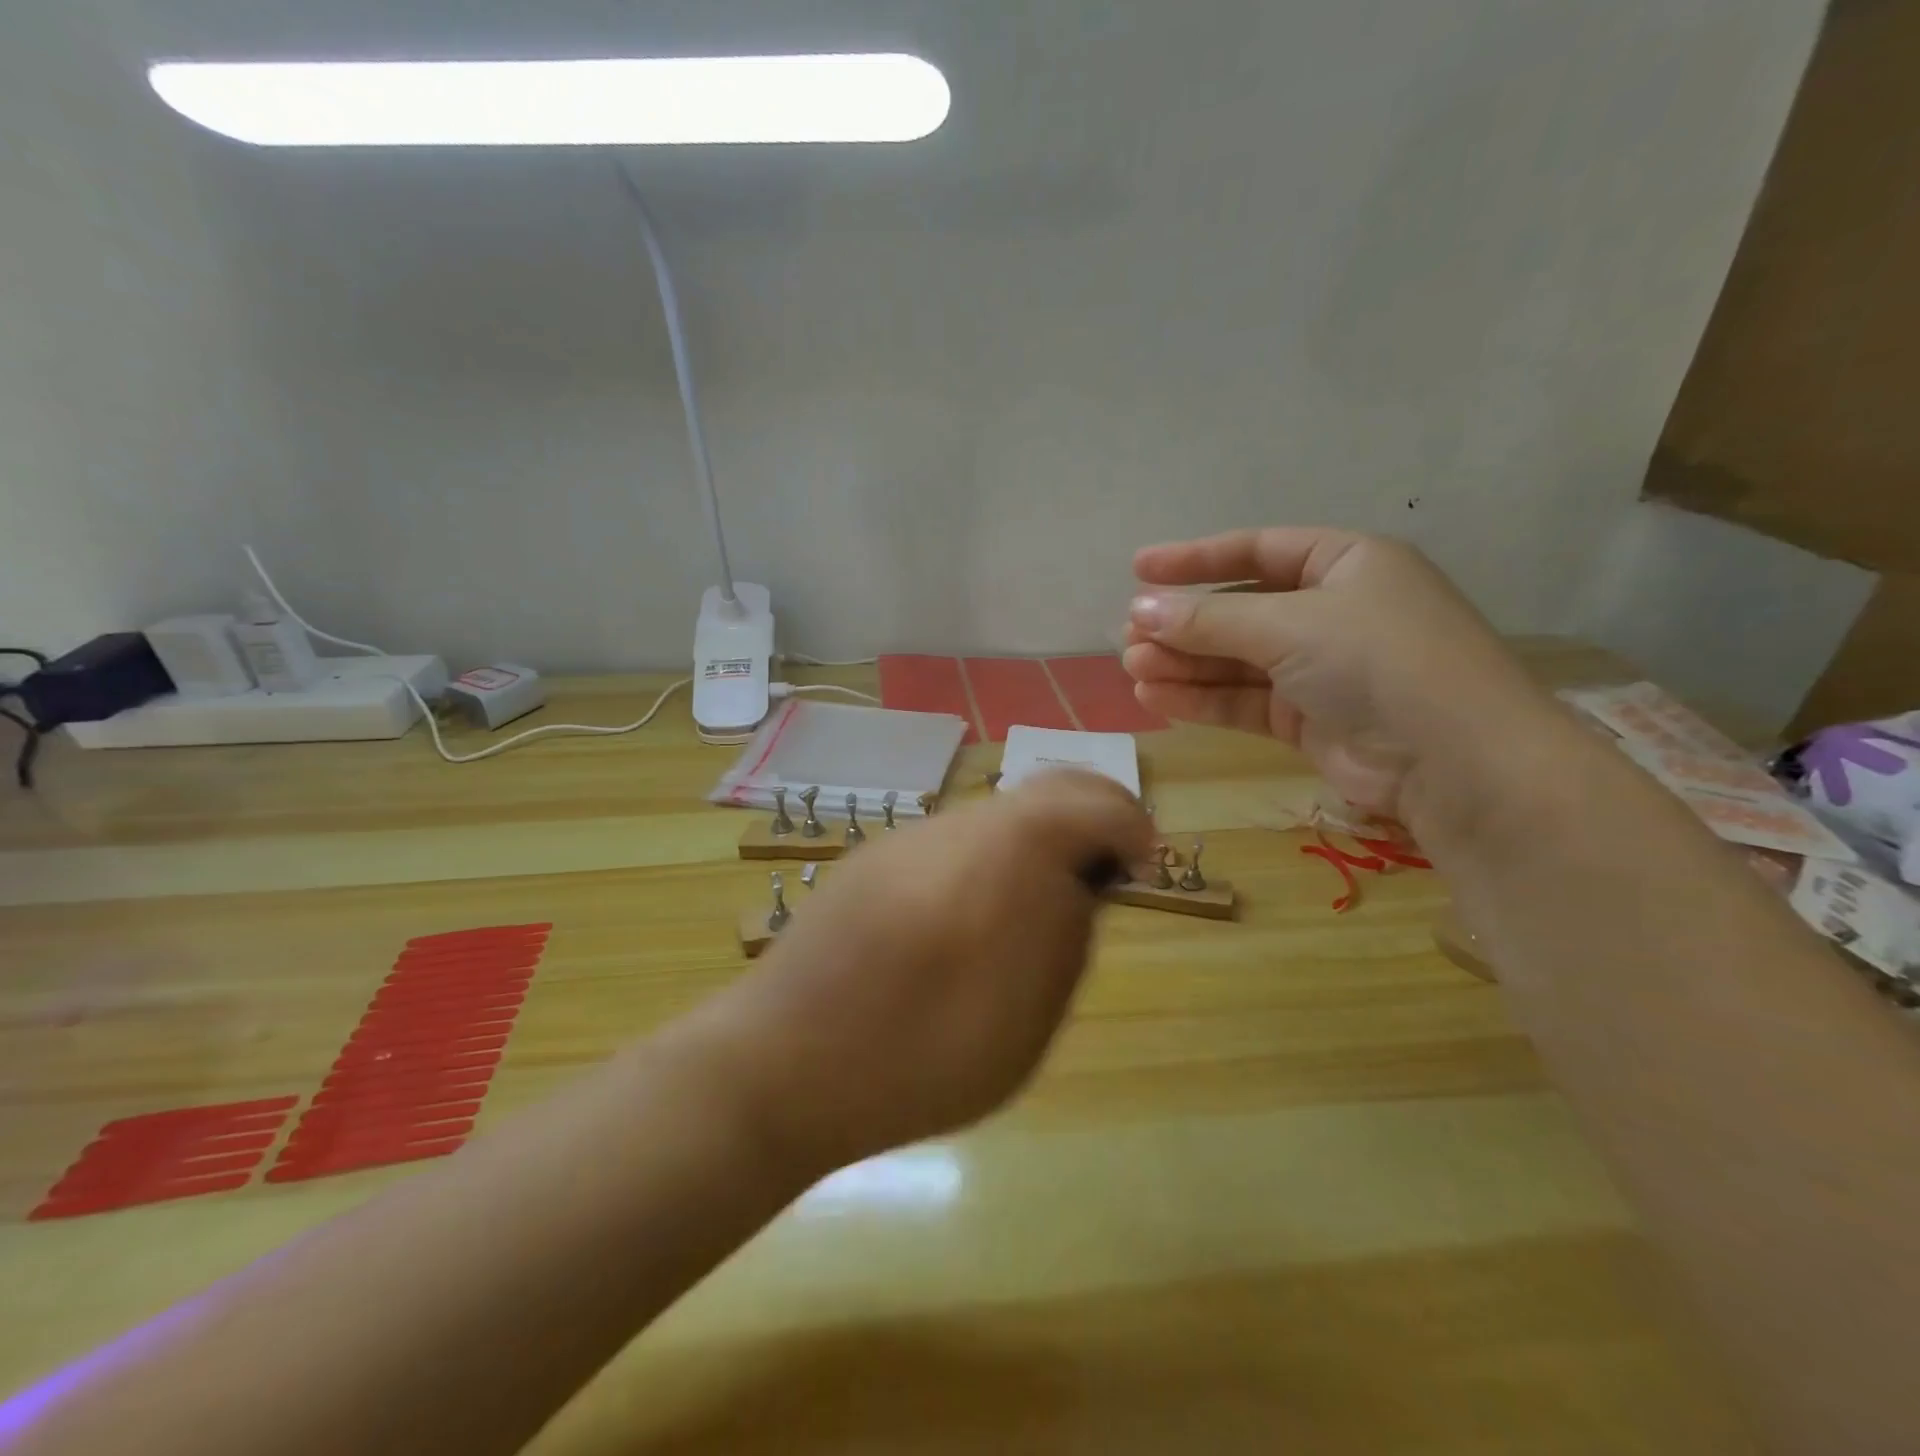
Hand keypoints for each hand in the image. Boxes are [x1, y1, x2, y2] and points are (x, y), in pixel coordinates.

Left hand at [676, 771, 1152, 1177]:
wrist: (778, 1065)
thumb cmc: (913, 1062)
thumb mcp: (1023, 1024)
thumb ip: (1066, 937)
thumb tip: (1084, 884)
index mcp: (999, 854)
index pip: (1086, 800)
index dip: (1128, 821)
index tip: (1142, 863)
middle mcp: (952, 827)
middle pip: (1040, 793)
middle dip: (1086, 821)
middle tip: (1103, 875)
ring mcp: (905, 838)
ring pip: (994, 817)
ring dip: (1034, 843)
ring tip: (1035, 908)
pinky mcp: (871, 858)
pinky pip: (950, 843)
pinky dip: (987, 860)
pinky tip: (968, 921)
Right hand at [1123, 527, 1547, 819]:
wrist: (1452, 761)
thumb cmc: (1376, 661)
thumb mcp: (1288, 625)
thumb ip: (1210, 619)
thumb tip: (1140, 609)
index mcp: (1344, 564)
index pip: (1256, 551)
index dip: (1196, 559)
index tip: (1139, 569)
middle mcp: (1332, 612)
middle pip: (1240, 610)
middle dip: (1183, 623)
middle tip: (1129, 635)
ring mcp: (1321, 669)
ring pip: (1236, 660)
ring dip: (1184, 663)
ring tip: (1133, 668)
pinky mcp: (1309, 719)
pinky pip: (1244, 700)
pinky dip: (1202, 699)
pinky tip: (1156, 698)